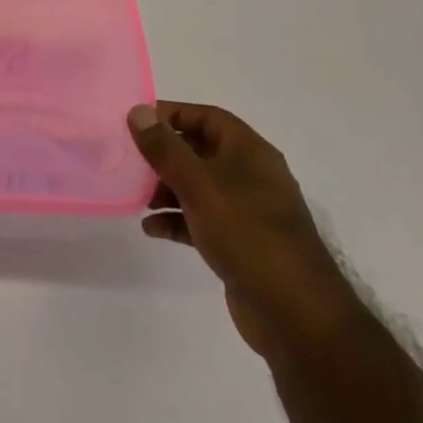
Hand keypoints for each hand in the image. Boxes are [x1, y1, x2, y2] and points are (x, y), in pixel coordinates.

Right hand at [128, 102, 364, 362]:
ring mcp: (246, 211)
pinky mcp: (239, 242)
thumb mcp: (198, 184)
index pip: (207, 117)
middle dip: (163, 153)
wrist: (293, 311)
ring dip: (165, 188)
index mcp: (249, 152)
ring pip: (197, 187)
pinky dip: (176, 220)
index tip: (136, 122)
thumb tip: (138, 111)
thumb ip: (165, 148)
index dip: (172, 114)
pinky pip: (200, 220)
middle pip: (199, 150)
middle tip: (128, 159)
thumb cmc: (246, 232)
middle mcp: (250, 176)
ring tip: (136, 196)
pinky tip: (150, 228)